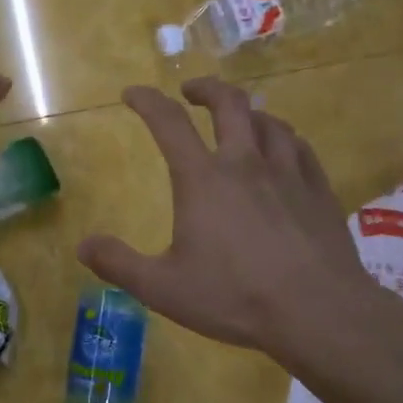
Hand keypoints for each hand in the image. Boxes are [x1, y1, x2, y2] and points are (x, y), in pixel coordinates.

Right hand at [77, 78, 389, 365]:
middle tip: (190, 92)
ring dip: (246, 112)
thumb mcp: (163, 288)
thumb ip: (119, 264)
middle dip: (205, 89)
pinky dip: (282, 137)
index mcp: (203, 179)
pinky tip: (282, 148)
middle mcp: (245, 163)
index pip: (169, 123)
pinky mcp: (319, 190)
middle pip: (228, 103)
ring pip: (268, 121)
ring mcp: (288, 173)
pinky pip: (299, 146)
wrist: (319, 313)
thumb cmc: (235, 297)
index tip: (132, 93)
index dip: (147, 101)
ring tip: (238, 119)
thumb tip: (82, 246)